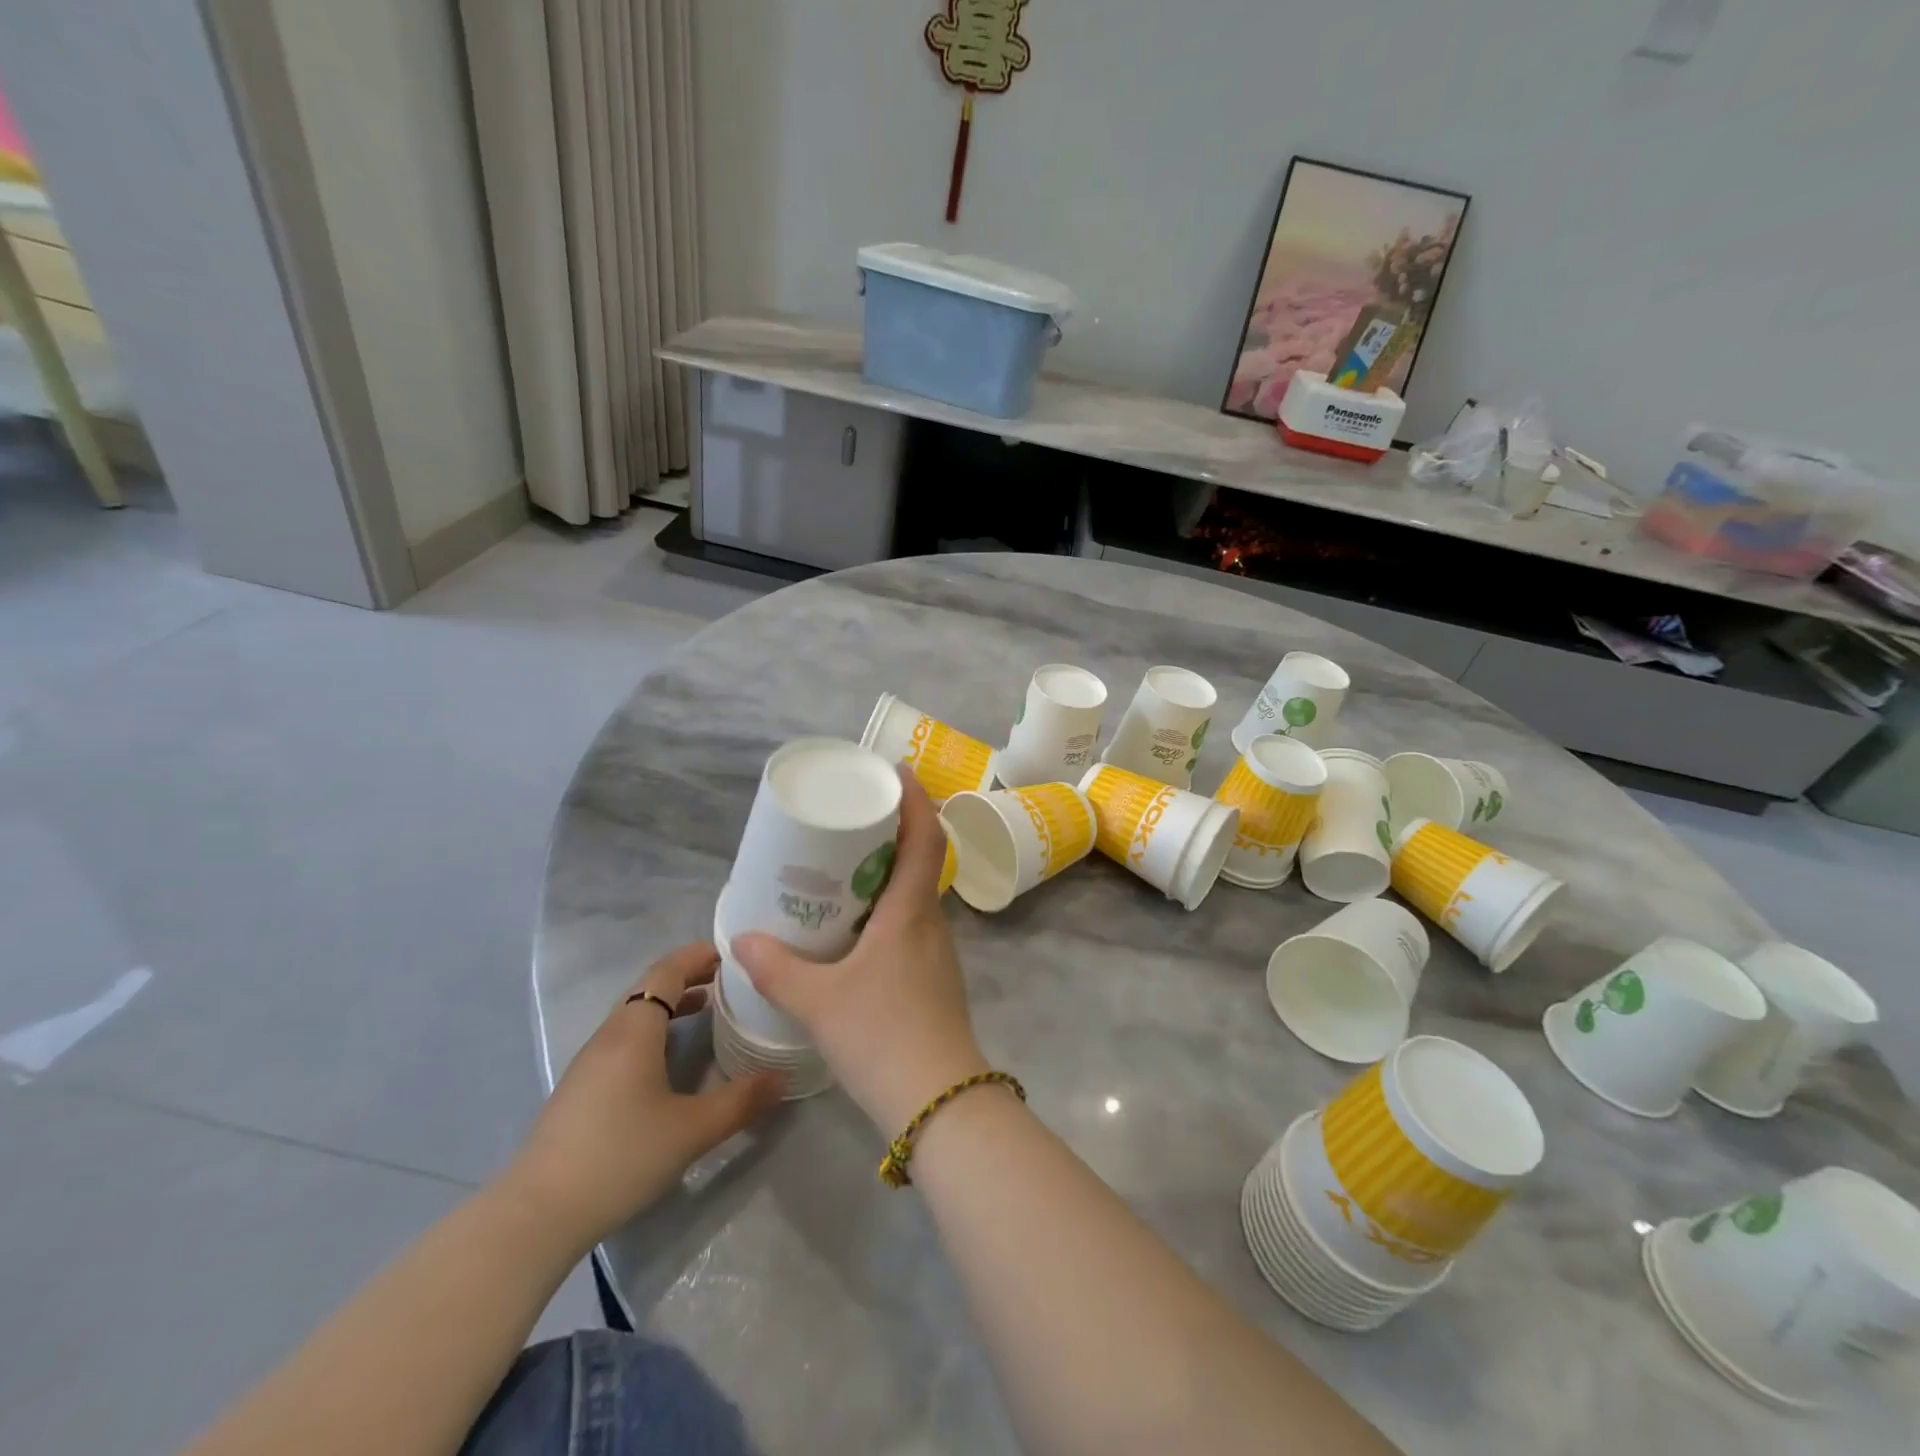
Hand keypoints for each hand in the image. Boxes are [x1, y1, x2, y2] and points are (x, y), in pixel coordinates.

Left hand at [504, 943, 782, 1249]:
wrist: (537, 1215)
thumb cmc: (620, 1156)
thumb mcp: (692, 1130)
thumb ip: (741, 1100)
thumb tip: (783, 1078)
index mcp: (634, 1030)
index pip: (666, 972)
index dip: (697, 956)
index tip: (731, 953)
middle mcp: (609, 1035)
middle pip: (649, 988)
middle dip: (689, 977)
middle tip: (729, 981)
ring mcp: (590, 1062)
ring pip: (635, 1015)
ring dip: (671, 1005)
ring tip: (707, 1012)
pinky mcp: (580, 1089)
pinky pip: (624, 1039)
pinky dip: (654, 1030)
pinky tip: (670, 1060)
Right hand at [732, 770, 988, 1132]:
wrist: (939, 1102)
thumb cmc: (883, 1036)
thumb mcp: (819, 1001)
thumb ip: (778, 969)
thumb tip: (743, 939)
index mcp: (910, 912)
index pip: (924, 838)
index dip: (915, 799)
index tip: (896, 772)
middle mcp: (930, 922)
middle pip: (919, 860)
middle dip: (891, 832)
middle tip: (850, 821)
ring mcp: (936, 952)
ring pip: (914, 895)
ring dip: (887, 872)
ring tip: (843, 870)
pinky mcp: (933, 977)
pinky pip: (909, 924)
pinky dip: (885, 908)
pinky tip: (854, 929)